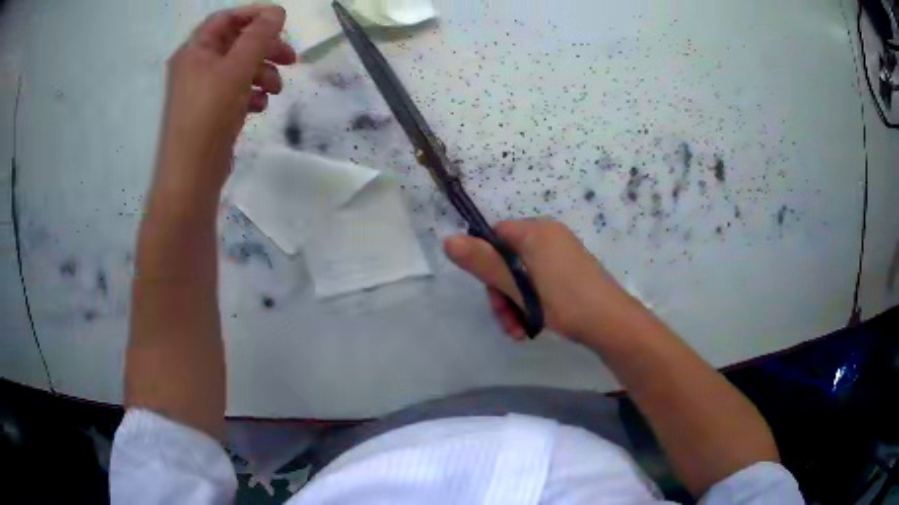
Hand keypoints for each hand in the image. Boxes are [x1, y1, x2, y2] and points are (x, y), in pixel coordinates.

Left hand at [156, 5, 295, 191]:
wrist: (191, 177)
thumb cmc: (208, 116)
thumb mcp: (236, 69)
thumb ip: (258, 37)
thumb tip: (277, 12)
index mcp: (194, 51)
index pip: (225, 19)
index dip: (254, 15)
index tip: (281, 21)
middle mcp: (196, 67)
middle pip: (236, 44)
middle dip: (265, 48)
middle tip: (291, 58)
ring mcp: (203, 91)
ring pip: (239, 69)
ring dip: (262, 73)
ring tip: (275, 90)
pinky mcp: (211, 112)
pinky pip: (235, 92)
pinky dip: (251, 94)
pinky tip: (260, 106)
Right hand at [445, 220, 635, 342]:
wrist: (612, 324)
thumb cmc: (564, 302)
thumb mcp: (519, 286)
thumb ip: (484, 263)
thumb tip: (448, 240)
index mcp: (536, 231)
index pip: (495, 236)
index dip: (486, 265)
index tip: (492, 294)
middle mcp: (549, 236)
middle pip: (507, 259)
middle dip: (502, 293)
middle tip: (507, 321)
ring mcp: (562, 253)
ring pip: (523, 275)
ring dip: (514, 303)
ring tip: (519, 331)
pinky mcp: (571, 271)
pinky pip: (540, 281)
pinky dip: (531, 301)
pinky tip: (532, 326)